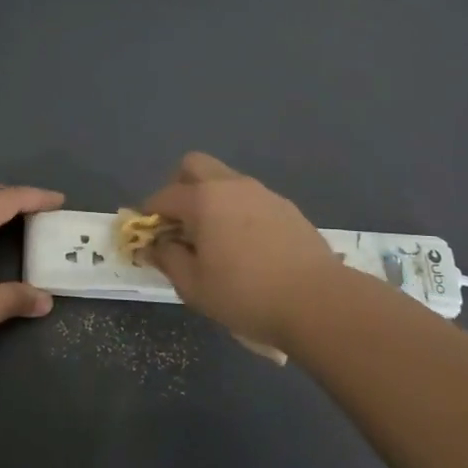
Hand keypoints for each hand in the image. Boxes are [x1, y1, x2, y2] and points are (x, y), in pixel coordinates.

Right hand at [141, 153, 343, 348]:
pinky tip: (246, 247)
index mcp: (203, 200)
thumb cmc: (246, 295)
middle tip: (180, 224)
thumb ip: (167, 259)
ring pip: (224, 181)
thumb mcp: (193, 286)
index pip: (163, 197)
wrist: (318, 302)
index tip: (148, 238)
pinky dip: (237, 212)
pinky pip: (249, 198)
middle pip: (193, 166)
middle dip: (178, 188)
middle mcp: (231, 185)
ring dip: (210, 200)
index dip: (148, 216)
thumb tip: (153, 246)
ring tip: (215, 240)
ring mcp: (263, 193)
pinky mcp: (287, 207)